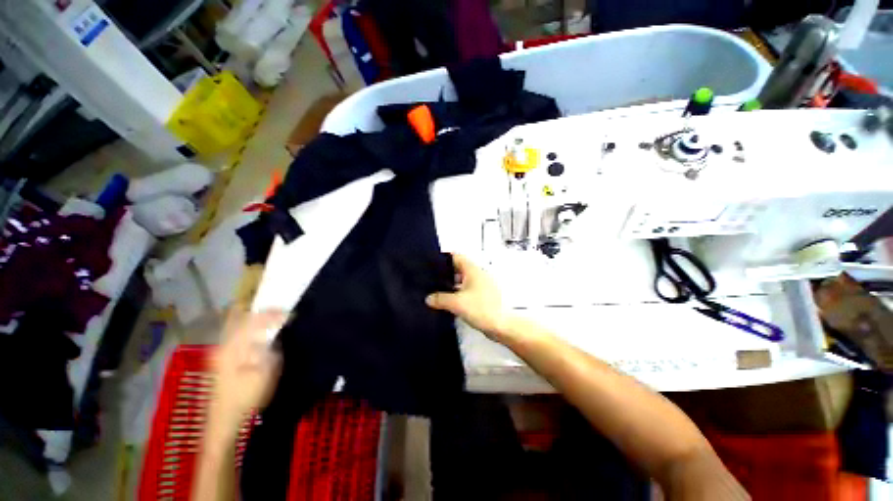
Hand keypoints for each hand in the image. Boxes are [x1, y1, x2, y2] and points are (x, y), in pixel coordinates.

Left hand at [210, 309, 286, 431]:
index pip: (254, 320)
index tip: (291, 313)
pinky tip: (258, 333)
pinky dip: (248, 329)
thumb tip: (276, 332)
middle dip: (259, 311)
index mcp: (233, 347)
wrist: (224, 423)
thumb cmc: (247, 397)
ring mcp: (219, 352)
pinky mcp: (221, 360)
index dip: (273, 314)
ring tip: (272, 318)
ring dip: (253, 319)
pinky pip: (235, 335)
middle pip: (238, 318)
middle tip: (278, 310)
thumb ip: (271, 348)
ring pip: (236, 326)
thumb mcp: (265, 372)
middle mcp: (223, 345)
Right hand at [426, 254, 515, 340]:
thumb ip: (440, 299)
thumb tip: (428, 298)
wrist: (502, 326)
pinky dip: (457, 293)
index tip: (430, 263)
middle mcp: (477, 274)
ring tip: (436, 290)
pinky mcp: (483, 297)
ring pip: (462, 280)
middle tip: (430, 278)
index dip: (443, 258)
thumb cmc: (481, 308)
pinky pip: (466, 290)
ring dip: (451, 284)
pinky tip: (448, 302)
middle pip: (458, 268)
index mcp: (472, 270)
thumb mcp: (456, 303)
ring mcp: (481, 285)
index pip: (456, 256)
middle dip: (445, 273)